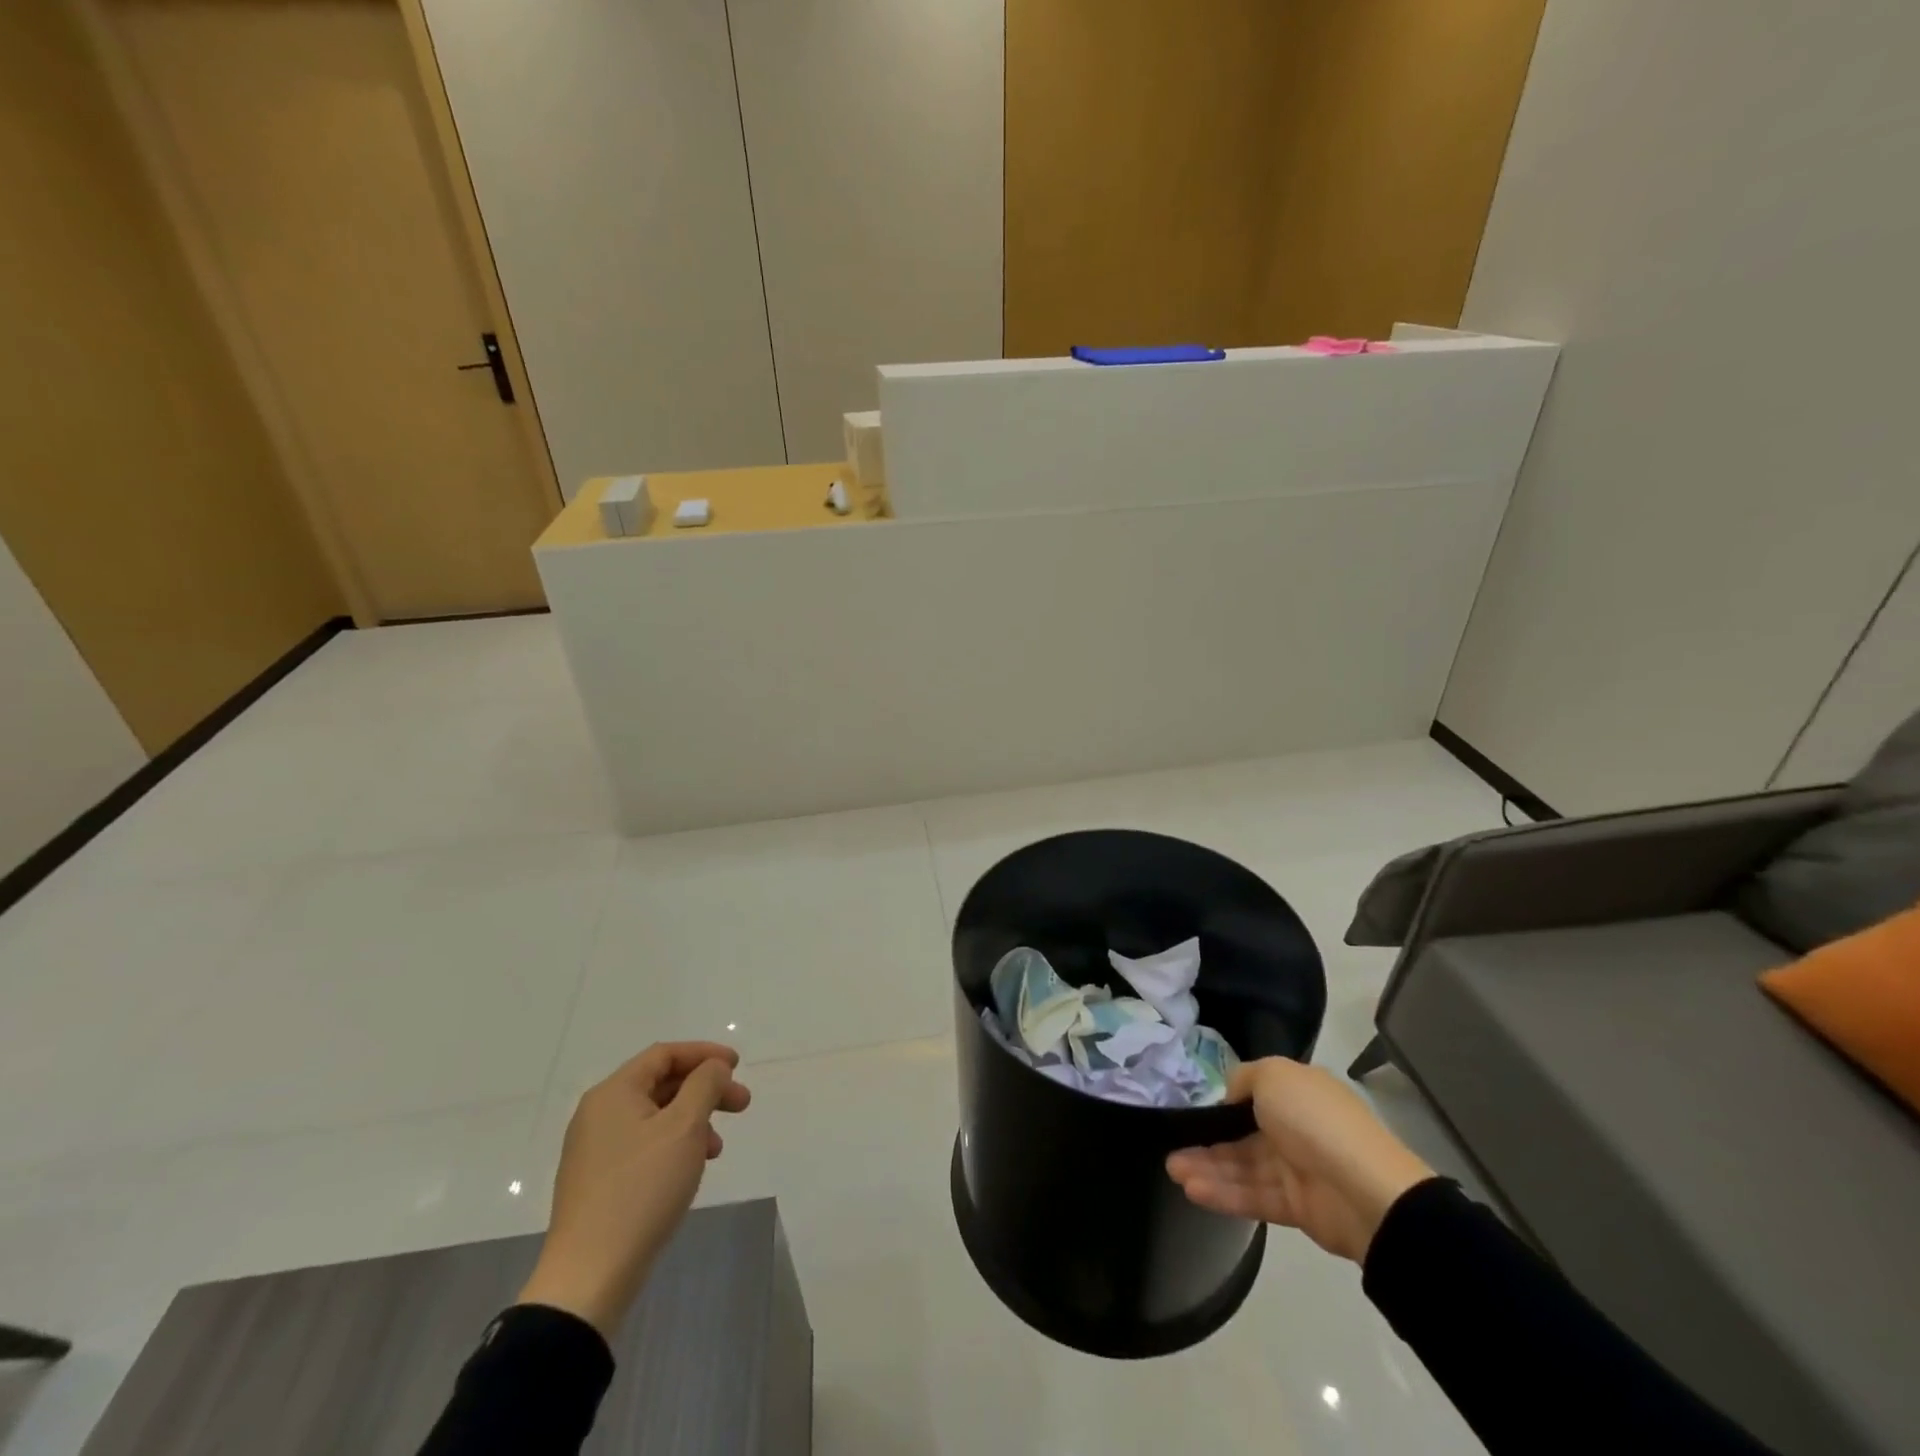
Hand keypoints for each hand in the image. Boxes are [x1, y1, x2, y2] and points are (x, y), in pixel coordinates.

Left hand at [518, 1042, 750, 1337]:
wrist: (589, 1276)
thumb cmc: (642, 1189)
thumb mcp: (685, 1127)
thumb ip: (705, 1085)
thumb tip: (713, 1069)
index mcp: (613, 1093)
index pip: (664, 1054)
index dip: (705, 1054)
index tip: (738, 1066)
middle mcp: (598, 1114)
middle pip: (661, 1084)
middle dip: (705, 1089)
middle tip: (741, 1105)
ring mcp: (594, 1149)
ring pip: (655, 1116)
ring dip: (693, 1120)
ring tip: (717, 1147)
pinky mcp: (598, 1181)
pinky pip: (644, 1144)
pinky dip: (674, 1145)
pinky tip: (690, 1169)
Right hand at [1166, 1057, 1433, 1263]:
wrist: (1366, 1191)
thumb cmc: (1315, 1120)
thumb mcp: (1273, 1074)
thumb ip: (1244, 1078)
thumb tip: (1229, 1096)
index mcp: (1297, 1092)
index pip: (1253, 1094)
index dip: (1222, 1101)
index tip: (1191, 1107)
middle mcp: (1296, 1127)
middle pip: (1242, 1133)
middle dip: (1206, 1139)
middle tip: (1170, 1147)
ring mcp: (1296, 1169)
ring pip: (1243, 1166)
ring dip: (1208, 1167)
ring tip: (1173, 1171)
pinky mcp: (1296, 1206)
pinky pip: (1253, 1196)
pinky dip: (1224, 1193)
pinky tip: (1193, 1190)